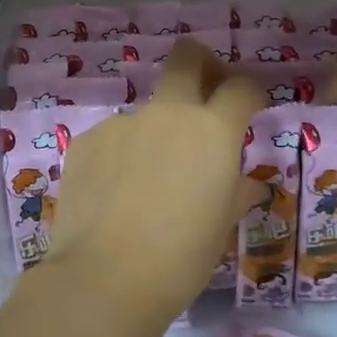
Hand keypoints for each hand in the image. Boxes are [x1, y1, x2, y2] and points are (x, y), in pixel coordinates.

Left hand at [46, 41, 264, 317]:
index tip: (250, 107)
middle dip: (202, 64)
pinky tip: (115, 196)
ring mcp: (122, 123)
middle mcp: (168, 114)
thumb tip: (247, 184)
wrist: (105, 278)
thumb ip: (236, 193)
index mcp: (212, 131)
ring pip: (147, 111)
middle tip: (205, 91)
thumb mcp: (221, 228)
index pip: (240, 88)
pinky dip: (121, 156)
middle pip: (187, 58)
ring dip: (157, 132)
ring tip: (147, 183)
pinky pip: (114, 138)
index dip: (249, 92)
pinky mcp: (86, 141)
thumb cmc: (180, 258)